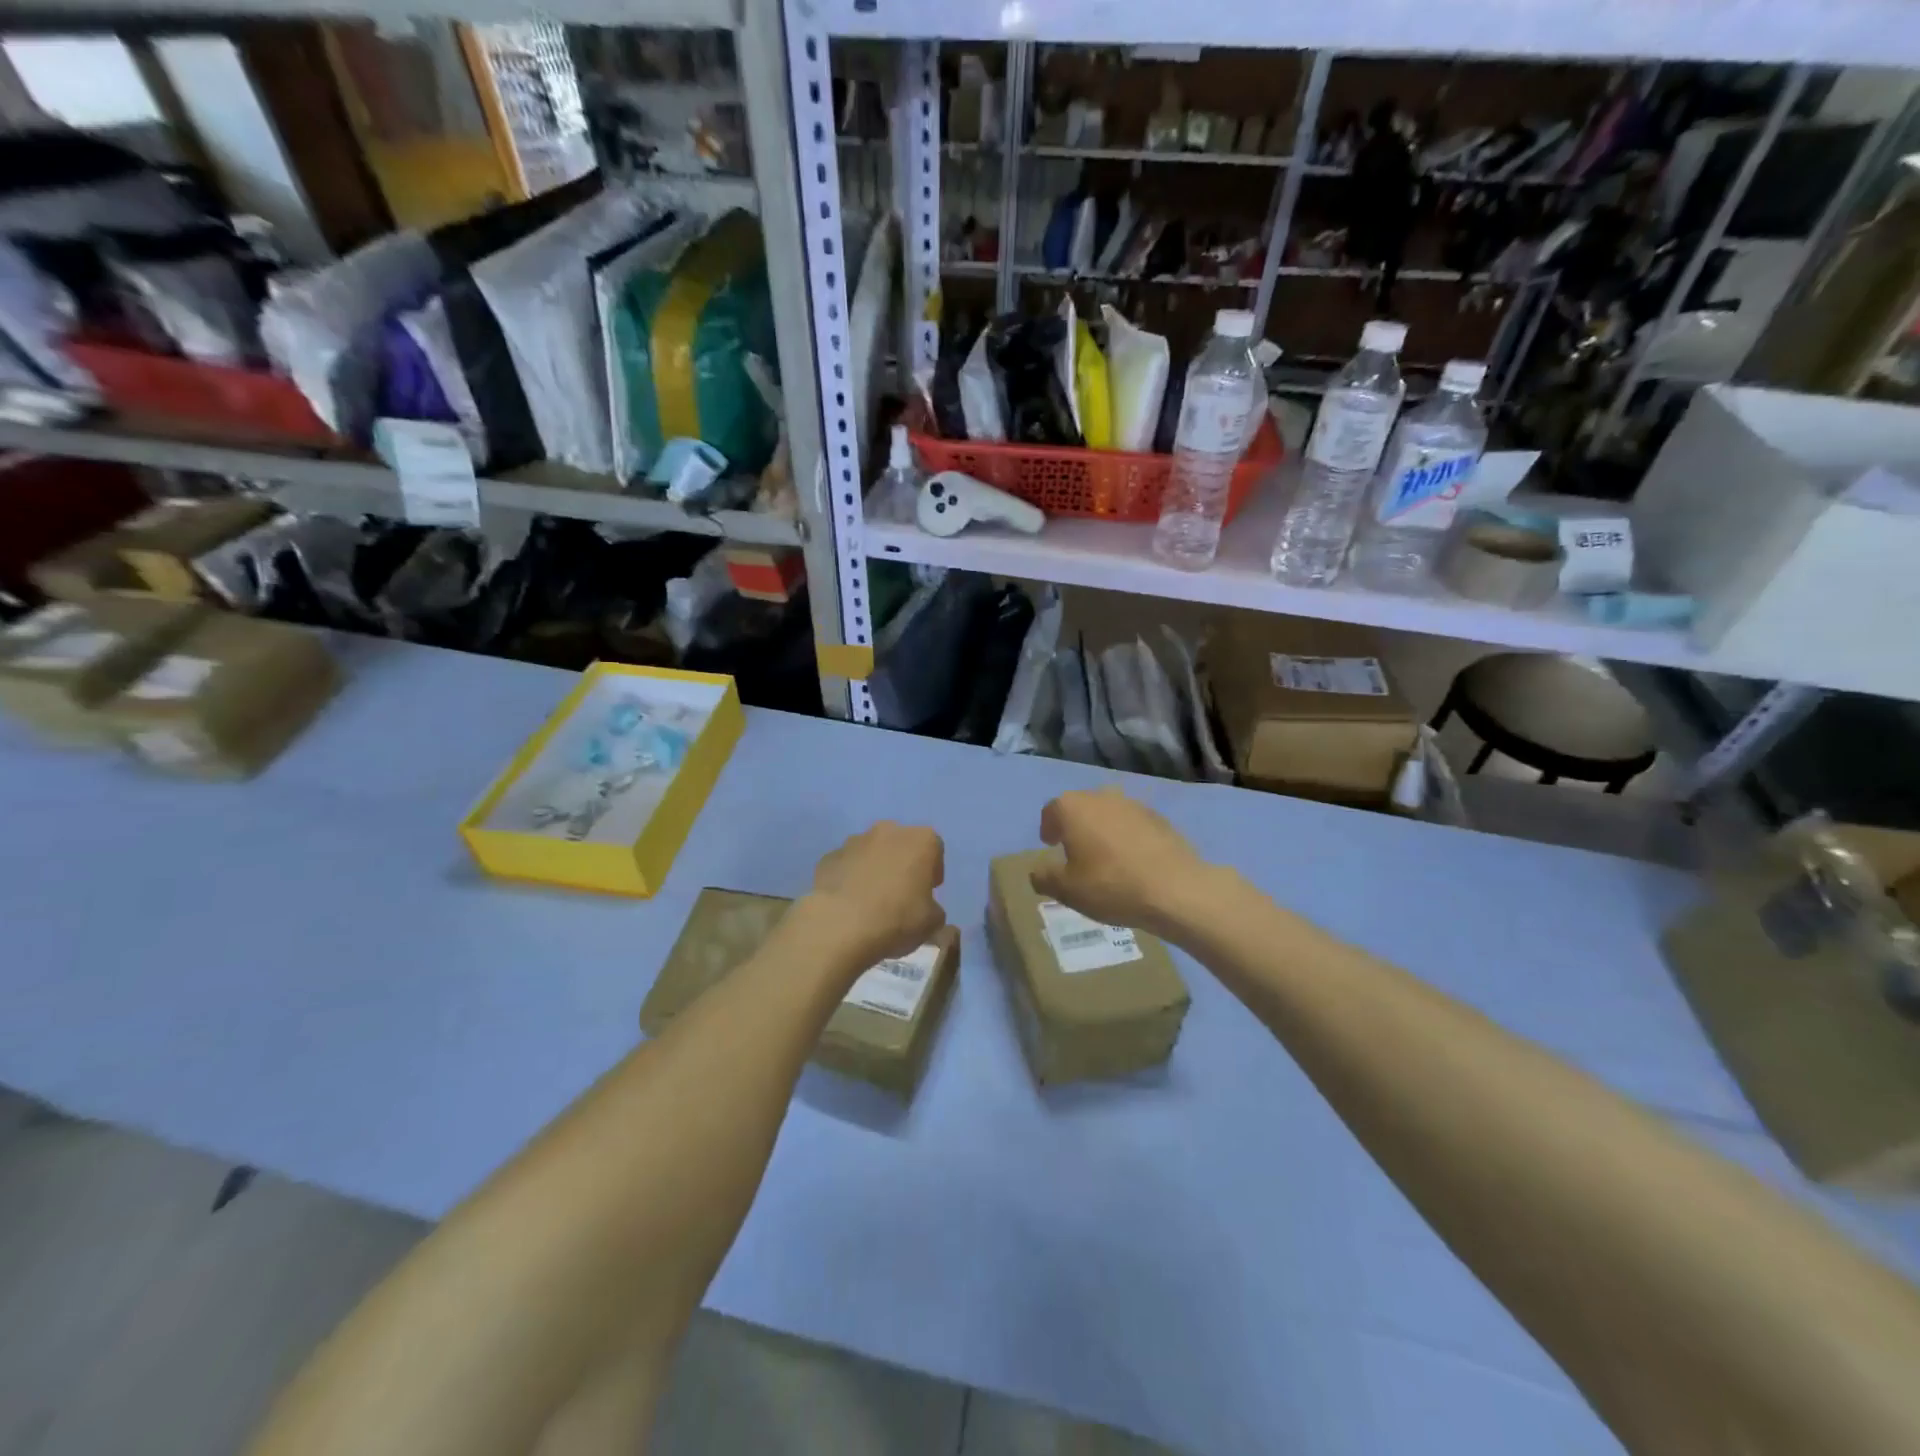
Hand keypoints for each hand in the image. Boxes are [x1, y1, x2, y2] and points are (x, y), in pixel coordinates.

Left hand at [804, 821, 945, 966]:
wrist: (840, 925)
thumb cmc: (896, 918)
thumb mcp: (932, 922)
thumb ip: (933, 909)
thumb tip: (926, 908)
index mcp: (920, 840)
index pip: (935, 848)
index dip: (933, 871)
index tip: (928, 892)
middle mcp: (888, 831)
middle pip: (901, 844)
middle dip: (902, 864)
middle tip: (901, 894)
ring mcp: (854, 841)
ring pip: (871, 852)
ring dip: (874, 868)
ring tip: (871, 900)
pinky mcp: (828, 857)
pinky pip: (846, 865)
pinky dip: (849, 878)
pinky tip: (848, 903)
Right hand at [1033, 787, 1214, 938]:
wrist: (1174, 889)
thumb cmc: (1110, 885)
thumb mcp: (1066, 890)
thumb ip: (1044, 877)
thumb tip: (1036, 872)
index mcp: (1073, 808)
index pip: (1051, 811)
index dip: (1048, 828)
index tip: (1050, 846)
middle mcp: (1101, 797)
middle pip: (1080, 807)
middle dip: (1075, 826)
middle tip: (1074, 852)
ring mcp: (1133, 804)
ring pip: (1108, 813)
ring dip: (1102, 830)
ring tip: (1104, 858)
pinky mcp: (1159, 818)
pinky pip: (1132, 824)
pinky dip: (1126, 837)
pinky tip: (1132, 862)